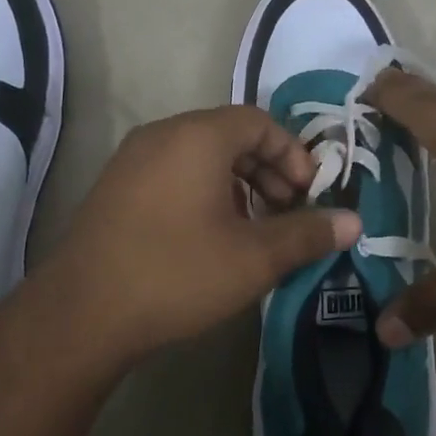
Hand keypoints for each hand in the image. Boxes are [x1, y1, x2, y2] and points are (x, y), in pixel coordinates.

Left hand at [28, 106, 361, 367]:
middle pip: (230, 135)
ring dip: (237, 183)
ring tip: (253, 229)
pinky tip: (210, 236)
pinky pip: (172, 171)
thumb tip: (354, 222)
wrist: (81, 314)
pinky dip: (203, 191)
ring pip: (200, 155)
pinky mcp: (115, 187)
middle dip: (268, 170)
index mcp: (197, 136)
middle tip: (287, 213)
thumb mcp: (253, 258)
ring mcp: (132, 159)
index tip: (308, 196)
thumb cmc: (176, 274)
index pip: (259, 121)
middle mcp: (162, 134)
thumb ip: (307, 234)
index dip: (293, 154)